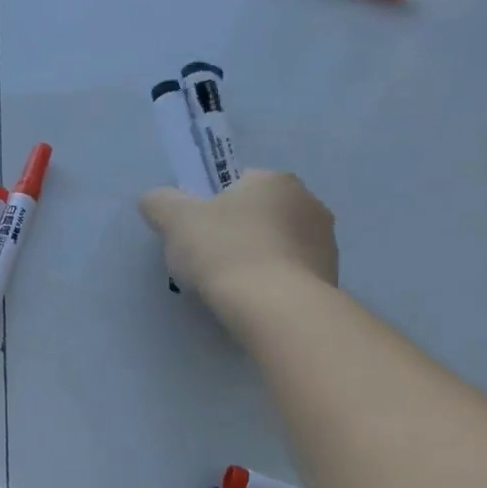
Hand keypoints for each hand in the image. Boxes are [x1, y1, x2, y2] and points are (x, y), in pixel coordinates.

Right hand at [140, 172, 338, 301]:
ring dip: (256, 258)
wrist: (275, 307)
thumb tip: (156, 199)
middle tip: (207, 260)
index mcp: (275, 180)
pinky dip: (272, 283)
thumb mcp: (175, 220)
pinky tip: (253, 301)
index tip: (195, 232)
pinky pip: (291, 274)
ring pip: (277, 244)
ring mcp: (325, 242)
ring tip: (229, 287)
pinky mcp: (331, 277)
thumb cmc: (225, 251)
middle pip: (258, 214)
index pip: (237, 184)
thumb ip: (161, 202)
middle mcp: (309, 202)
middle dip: (236, 232)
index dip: (210, 206)